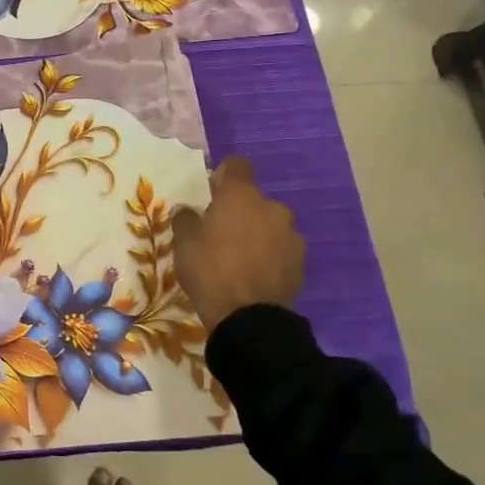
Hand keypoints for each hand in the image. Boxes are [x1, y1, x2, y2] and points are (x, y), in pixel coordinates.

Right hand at [169, 156, 305, 330]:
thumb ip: (186, 219)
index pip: (237, 165)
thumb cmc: (210, 270)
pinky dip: (270, 255)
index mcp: (241, 195)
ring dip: (257, 233)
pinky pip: (281, 249)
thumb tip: (188, 210)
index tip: (212, 192)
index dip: (224, 175)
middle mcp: (271, 207)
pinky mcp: (301, 262)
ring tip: (240, 258)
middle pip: (254, 199)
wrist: (248, 319)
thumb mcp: (183, 243)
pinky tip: (254, 275)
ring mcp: (290, 235)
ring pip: (269, 225)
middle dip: (240, 211)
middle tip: (220, 233)